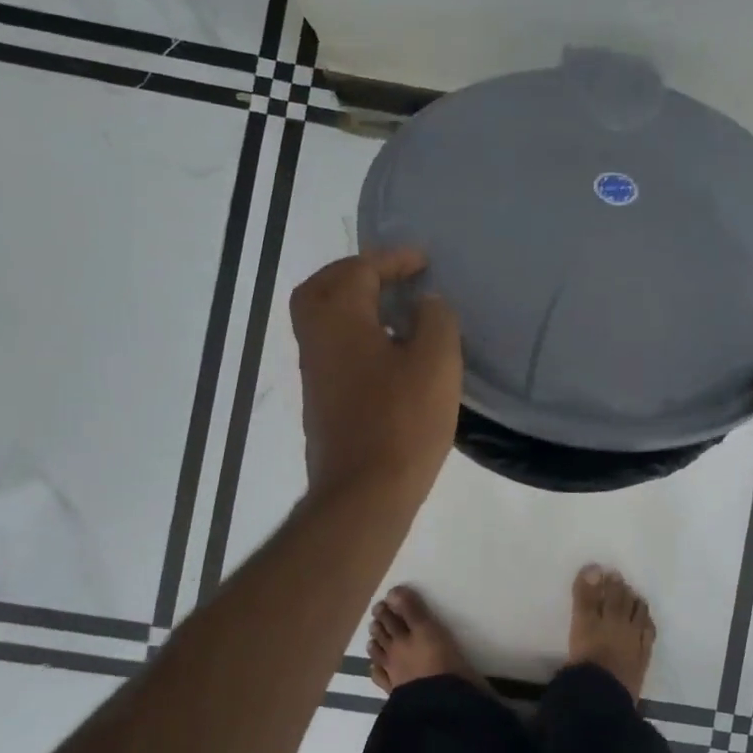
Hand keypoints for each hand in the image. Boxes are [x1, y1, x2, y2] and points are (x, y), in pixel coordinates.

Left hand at [291, 249, 461, 508]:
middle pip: (323, 288)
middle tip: (393, 276)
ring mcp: (315, 372)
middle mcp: (316, 339)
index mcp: (339, 319)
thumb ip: (435, 319)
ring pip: (325, 319)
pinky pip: (335, 347)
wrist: (365, 493)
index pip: (358, 269)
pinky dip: (357, 333)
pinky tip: (392, 351)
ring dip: (356, 304)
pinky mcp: (322, 400)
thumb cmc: (403, 420)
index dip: (393, 259)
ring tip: (398, 310)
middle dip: (357, 274)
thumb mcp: (437, 361)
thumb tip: (425, 304)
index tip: (424, 262)